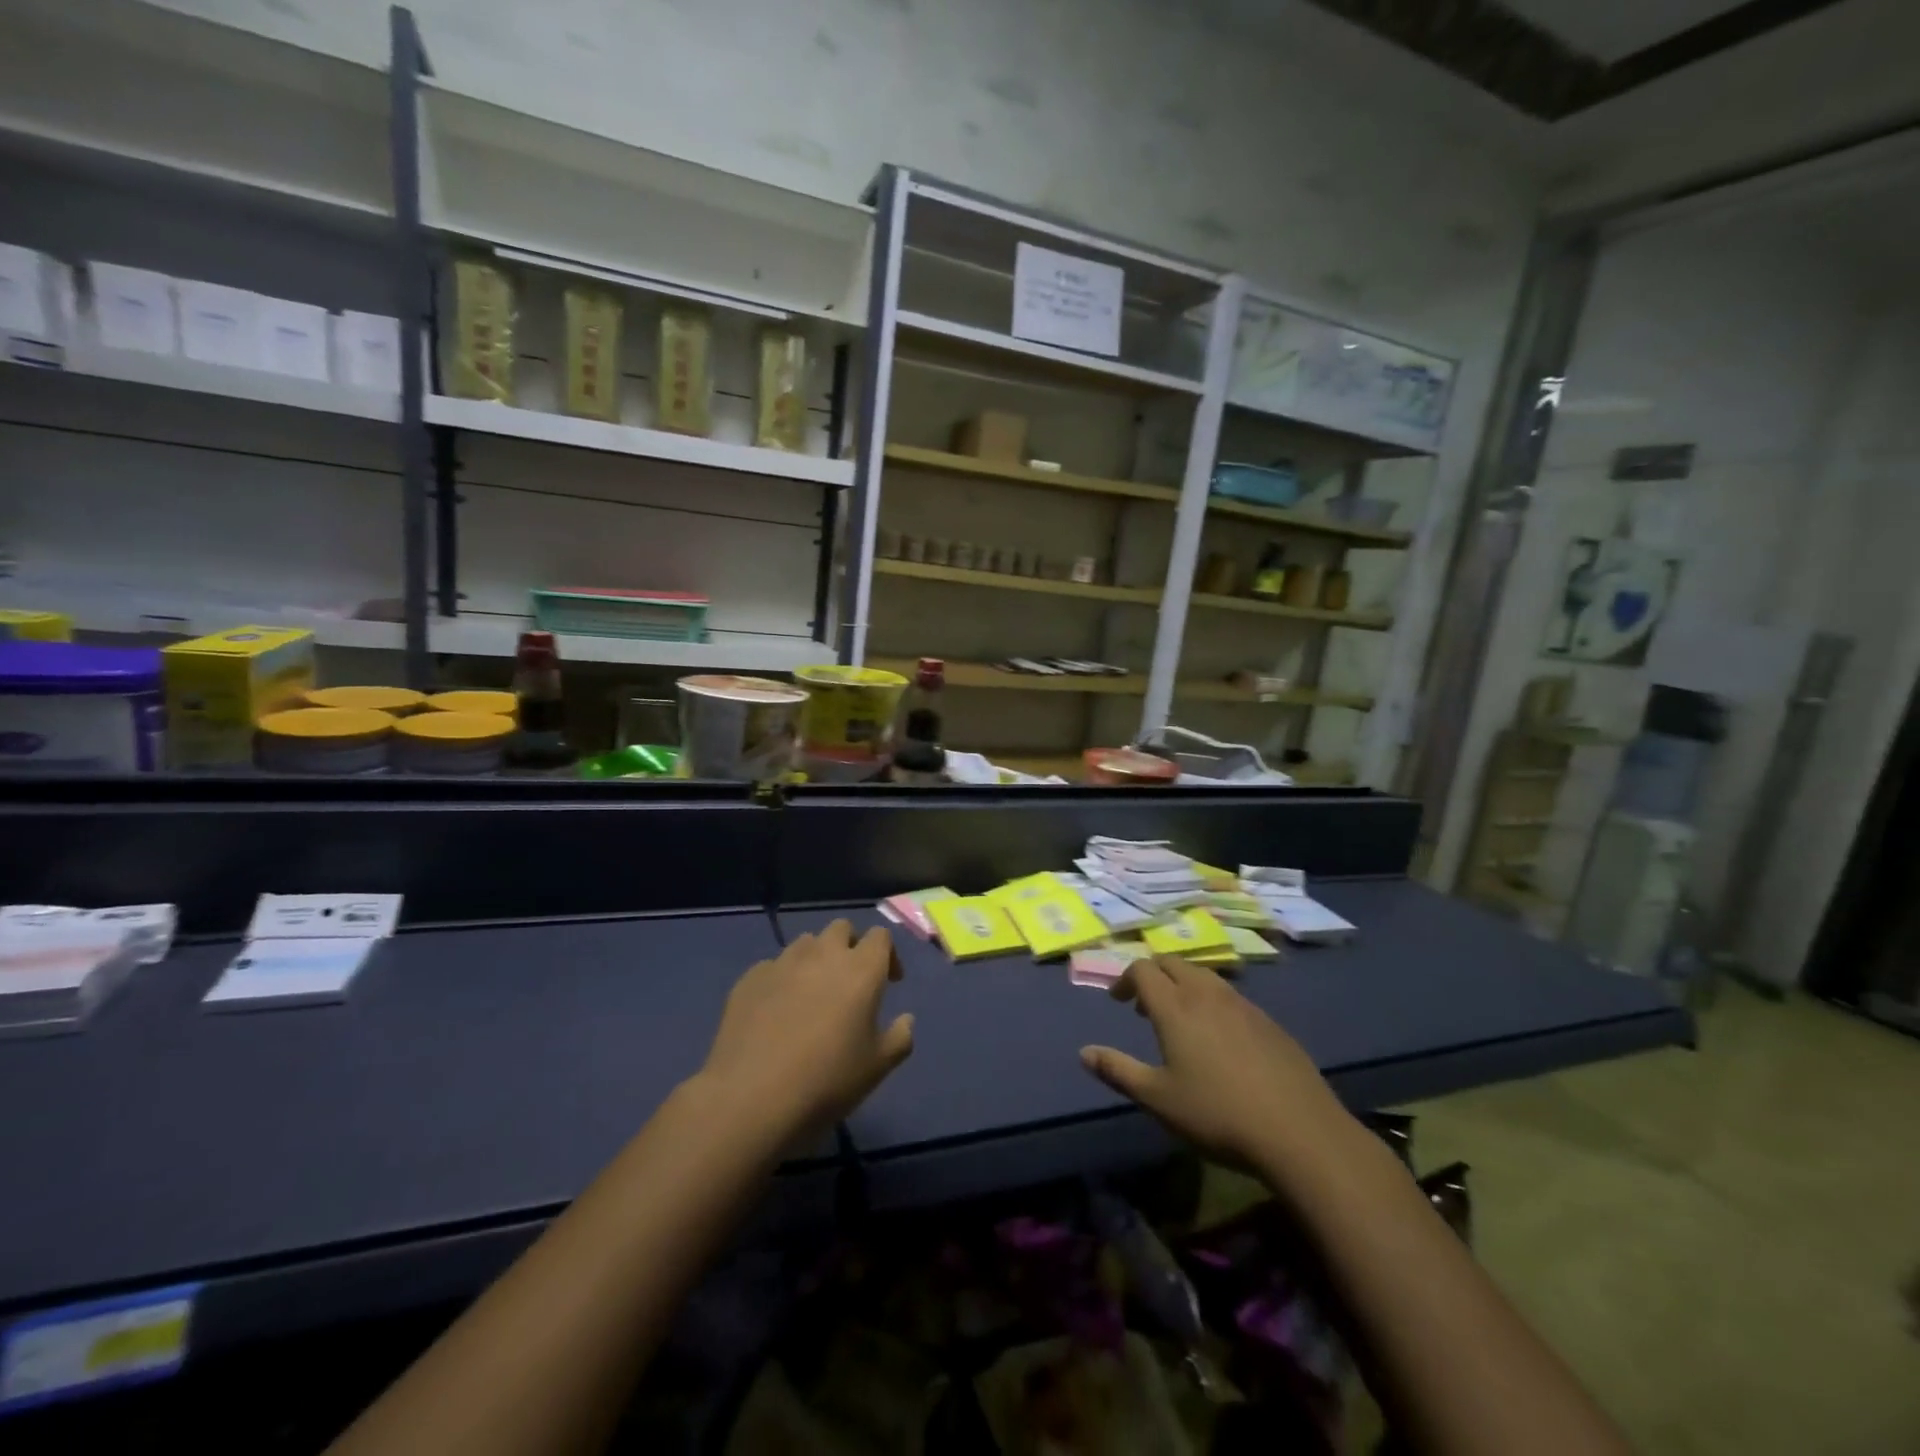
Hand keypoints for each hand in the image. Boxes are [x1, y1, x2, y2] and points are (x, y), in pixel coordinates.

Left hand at [695, 920, 913, 1142]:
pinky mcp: (749, 978)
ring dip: (816, 959)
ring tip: (812, 994)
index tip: (889, 982)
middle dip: (850, 946)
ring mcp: (782, 963)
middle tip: (850, 982)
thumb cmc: (826, 1082)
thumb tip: (906, 1019)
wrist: (751, 1098)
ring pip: (806, 943)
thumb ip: (900, 1038)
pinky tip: (777, 1011)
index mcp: (861, 970)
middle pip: (841, 928)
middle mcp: (823, 955)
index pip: (880, 936)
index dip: (888, 954)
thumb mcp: (877, 1068)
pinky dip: (782, 979)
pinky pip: (773, 966)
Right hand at [1080, 955, 1357, 1177]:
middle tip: (1144, 1006)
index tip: (1119, 1001)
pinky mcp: (1269, 1022)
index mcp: (1175, 1006)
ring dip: (1184, 986)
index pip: (1143, 969)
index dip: (1125, 978)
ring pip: (1204, 976)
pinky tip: (1221, 1040)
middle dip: (1153, 975)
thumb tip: (1083, 1053)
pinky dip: (1213, 1003)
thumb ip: (1118, 1071)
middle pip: (1173, 963)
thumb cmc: (1217, 1114)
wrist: (1299, 1132)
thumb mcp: (1158, 1099)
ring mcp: (1242, 1005)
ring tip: (1181, 1020)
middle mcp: (1207, 994)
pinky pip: (1231, 997)